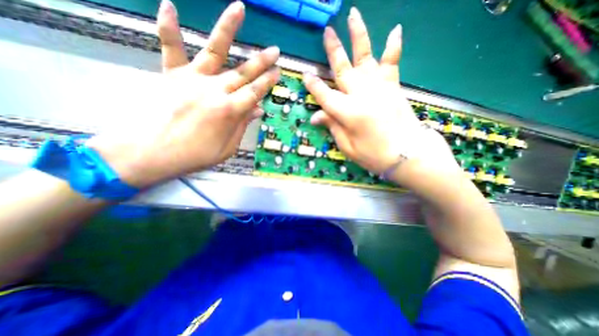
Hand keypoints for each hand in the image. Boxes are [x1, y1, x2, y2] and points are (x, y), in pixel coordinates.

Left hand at [89, 0, 280, 186]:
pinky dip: (167, 27)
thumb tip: (258, 110)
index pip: (256, 92)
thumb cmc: (196, 155)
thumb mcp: (228, 148)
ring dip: (228, 28)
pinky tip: (169, 5)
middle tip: (275, 50)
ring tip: (239, 8)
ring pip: (215, 50)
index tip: (278, 72)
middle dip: (262, 61)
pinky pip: (170, 48)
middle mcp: (215, 90)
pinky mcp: (171, 75)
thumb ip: (243, 126)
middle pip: (244, 72)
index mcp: (230, 111)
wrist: (152, 153)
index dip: (269, 82)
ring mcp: (193, 79)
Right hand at [302, 8, 456, 179]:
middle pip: (342, 69)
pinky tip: (395, 29)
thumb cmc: (373, 154)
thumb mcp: (347, 146)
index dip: (313, 86)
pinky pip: (391, 62)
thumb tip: (315, 116)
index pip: (324, 95)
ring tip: (353, 14)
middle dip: (332, 50)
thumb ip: (332, 127)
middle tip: (326, 31)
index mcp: (346, 112)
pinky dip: (393, 46)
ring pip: (365, 57)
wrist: (407, 154)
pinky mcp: (393, 86)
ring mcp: (378, 87)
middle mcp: (360, 94)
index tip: (305, 75)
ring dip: (358, 35)